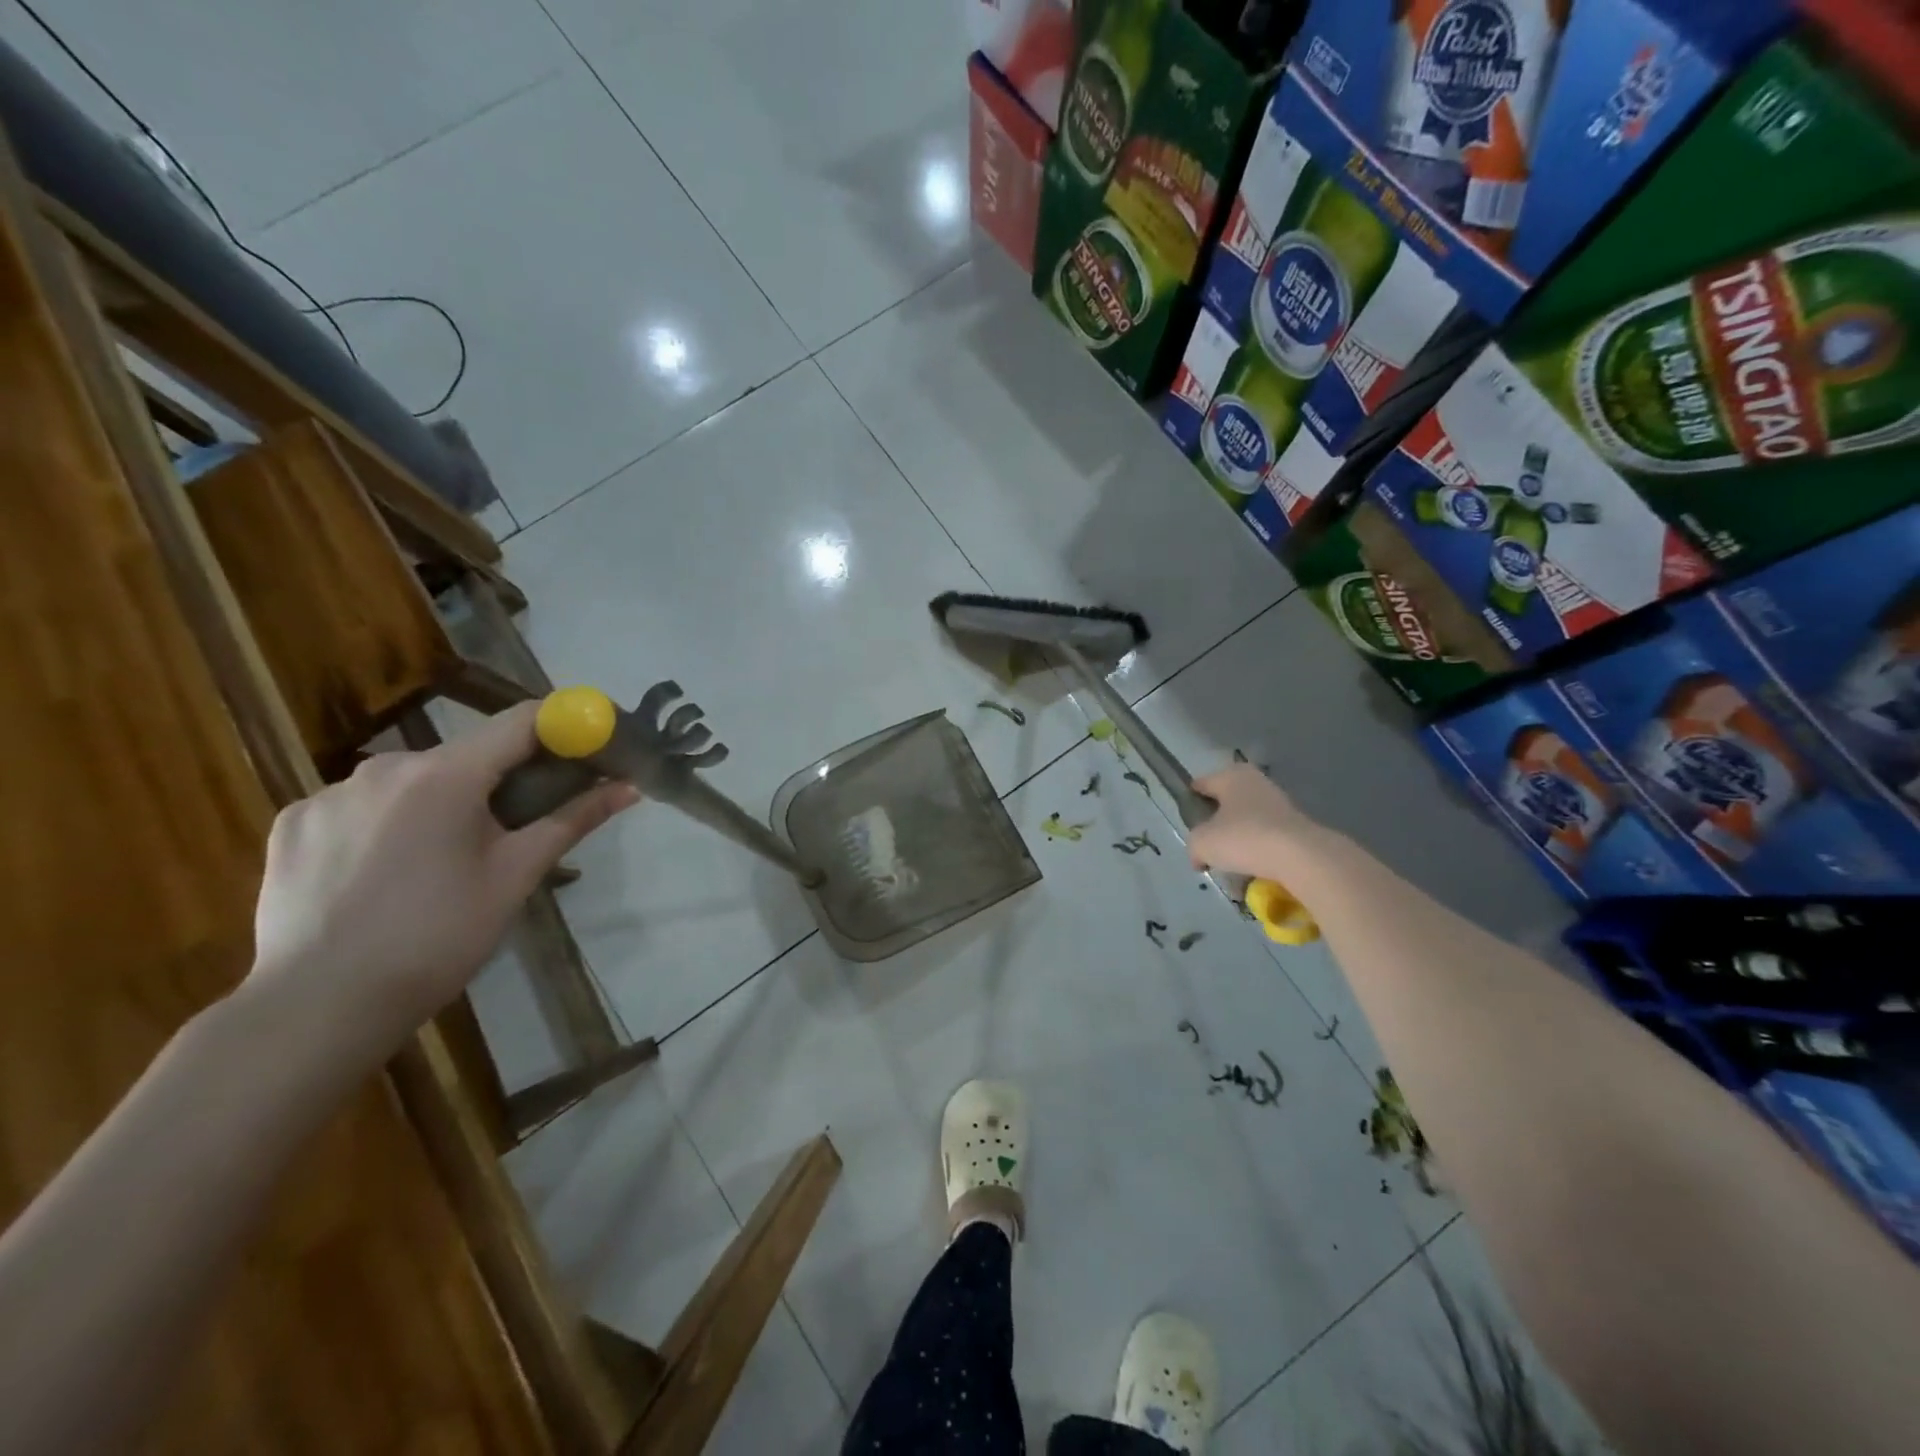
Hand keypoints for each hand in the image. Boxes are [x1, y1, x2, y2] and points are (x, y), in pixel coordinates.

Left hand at [247, 703, 639, 1061]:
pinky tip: (384, 872)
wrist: (320, 1006)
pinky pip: (360, 804)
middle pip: (465, 753)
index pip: (522, 721)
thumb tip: (628, 788)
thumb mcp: (517, 875)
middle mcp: (385, 766)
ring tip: (442, 861)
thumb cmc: (439, 936)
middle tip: (515, 827)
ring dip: (440, 801)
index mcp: (446, 775)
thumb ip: (572, 820)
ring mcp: (329, 792)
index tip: (588, 745)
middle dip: (499, 778)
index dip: (563, 726)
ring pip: (411, 780)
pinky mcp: (293, 821)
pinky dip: (386, 822)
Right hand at [1187, 763, 1319, 879]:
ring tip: (1230, 863)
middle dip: (1216, 823)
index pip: (1201, 784)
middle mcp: (1256, 782)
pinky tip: (1252, 869)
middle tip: (1207, 845)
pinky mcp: (1295, 825)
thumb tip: (1199, 856)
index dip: (1190, 802)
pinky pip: (1267, 836)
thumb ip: (1193, 846)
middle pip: (1226, 802)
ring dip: (1238, 839)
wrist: (1300, 857)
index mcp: (1231, 776)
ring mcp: (1279, 802)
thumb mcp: (1202, 843)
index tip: (1186, 822)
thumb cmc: (1243, 838)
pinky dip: (1258, 850)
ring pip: (1247, 820)